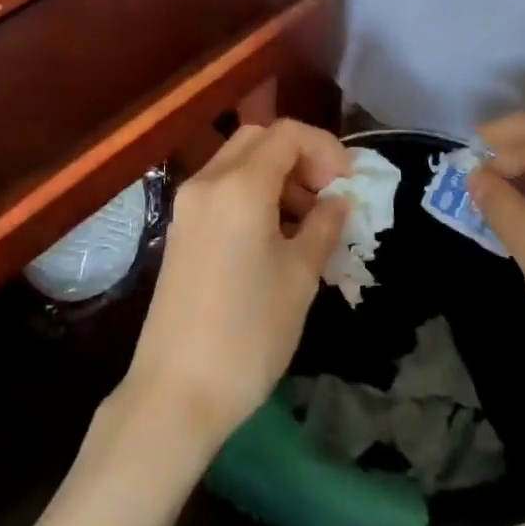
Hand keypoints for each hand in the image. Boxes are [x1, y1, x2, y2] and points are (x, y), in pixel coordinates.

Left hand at [123, 119, 351, 456]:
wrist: (176, 391)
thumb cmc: (249, 332)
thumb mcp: (300, 277)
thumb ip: (324, 226)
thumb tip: (339, 201)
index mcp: (238, 186)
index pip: (287, 134)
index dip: (325, 148)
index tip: (348, 183)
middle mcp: (207, 182)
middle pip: (259, 139)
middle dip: (299, 156)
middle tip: (328, 195)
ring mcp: (187, 205)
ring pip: (238, 163)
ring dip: (277, 176)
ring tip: (308, 222)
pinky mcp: (180, 229)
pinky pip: (222, 190)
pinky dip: (253, 195)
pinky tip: (276, 235)